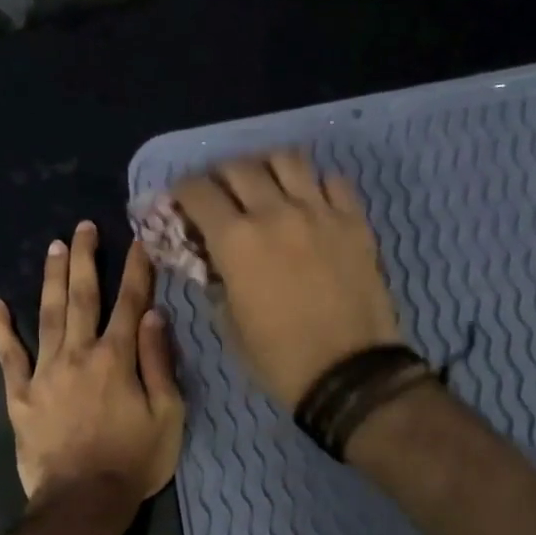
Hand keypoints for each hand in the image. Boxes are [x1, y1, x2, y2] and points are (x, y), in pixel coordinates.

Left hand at [0, 221, 184, 507]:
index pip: (130, 303)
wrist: (83, 501)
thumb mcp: (167, 415)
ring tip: (53, 247)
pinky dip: (1, 329)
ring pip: (47, 315)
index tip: (138, 240)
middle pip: (82, 297)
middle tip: (83, 227)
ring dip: (51, 279)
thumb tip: (153, 315)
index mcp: (117, 358)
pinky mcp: (20, 395)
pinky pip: (8, 356)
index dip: (136, 270)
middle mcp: (78, 354)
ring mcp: (44, 372)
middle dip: (85, 259)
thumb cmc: (134, 461)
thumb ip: (158, 362)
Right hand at [172, 151, 403, 408]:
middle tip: (220, 194)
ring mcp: (320, 212)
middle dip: (220, 176)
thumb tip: (211, 260)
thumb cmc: (279, 359)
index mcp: (236, 241)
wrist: (349, 374)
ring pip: (287, 159)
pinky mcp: (355, 221)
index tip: (180, 202)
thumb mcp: (229, 324)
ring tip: (265, 186)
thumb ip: (215, 281)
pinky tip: (310, 202)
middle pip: (239, 167)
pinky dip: (315, 184)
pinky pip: (333, 181)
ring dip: (267, 167)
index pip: (198, 192)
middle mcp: (275, 212)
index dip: (182, 192)